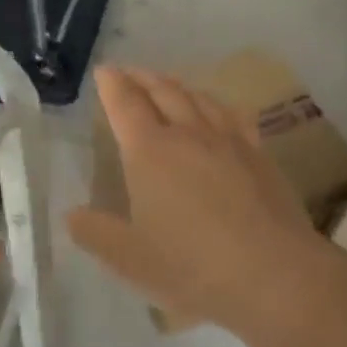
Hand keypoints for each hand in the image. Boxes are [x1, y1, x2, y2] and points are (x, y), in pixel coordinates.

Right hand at [68, 66, 328, 333]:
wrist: (274, 275)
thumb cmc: (192, 267)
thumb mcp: (130, 259)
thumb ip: (96, 233)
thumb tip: (71, 214)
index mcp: (150, 151)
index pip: (125, 104)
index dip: (112, 84)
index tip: (104, 71)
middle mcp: (187, 133)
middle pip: (162, 91)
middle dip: (141, 77)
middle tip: (129, 72)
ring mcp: (227, 140)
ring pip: (198, 97)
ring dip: (176, 85)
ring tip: (167, 83)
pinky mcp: (259, 154)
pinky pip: (232, 115)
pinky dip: (215, 104)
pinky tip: (218, 110)